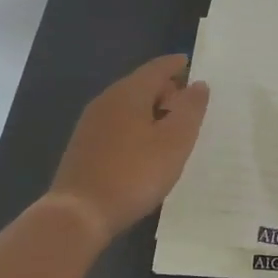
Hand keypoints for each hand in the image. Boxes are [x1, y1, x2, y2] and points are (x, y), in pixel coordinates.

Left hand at [48, 54, 209, 240]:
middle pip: (139, 84)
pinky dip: (136, 124)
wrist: (79, 213)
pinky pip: (117, 123)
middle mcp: (106, 100)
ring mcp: (91, 124)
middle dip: (164, 88)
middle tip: (187, 100)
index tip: (189, 63)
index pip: (156, 68)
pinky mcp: (84, 146)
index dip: (174, 65)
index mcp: (129, 93)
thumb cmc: (134, 174)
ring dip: (150, 108)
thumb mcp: (174, 142)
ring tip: (171, 124)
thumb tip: (198, 84)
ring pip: (127, 105)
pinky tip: (144, 145)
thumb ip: (190, 110)